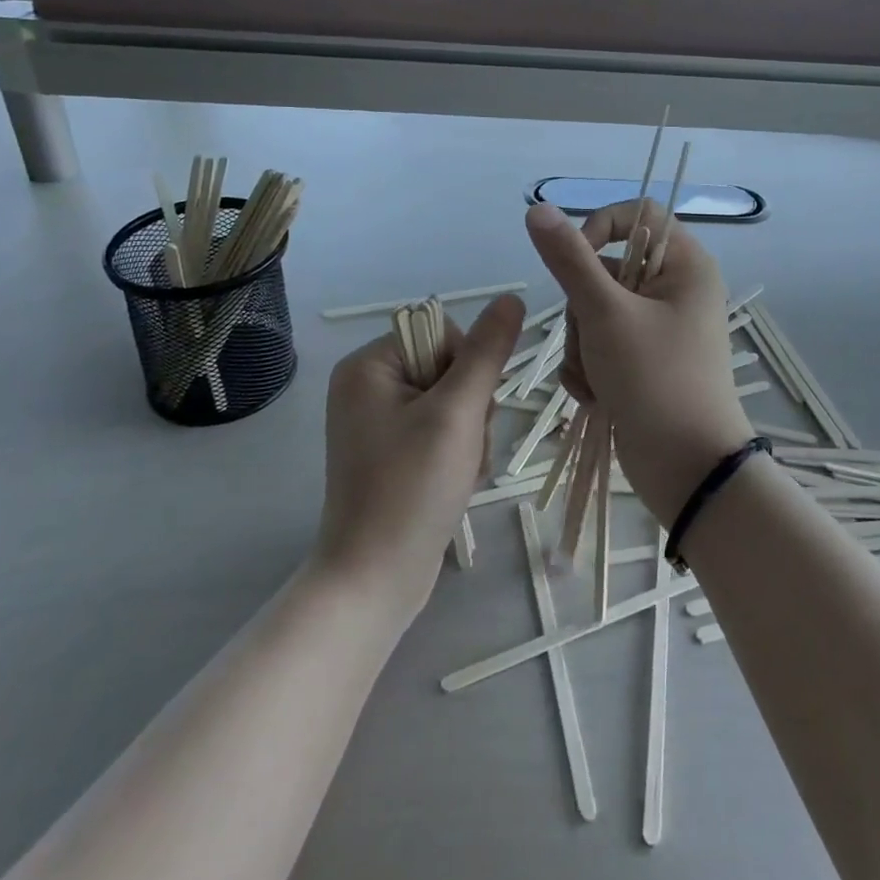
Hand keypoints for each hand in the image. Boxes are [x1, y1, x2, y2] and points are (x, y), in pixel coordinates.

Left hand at [314, 294, 523, 619]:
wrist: (376, 581)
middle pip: (450, 369)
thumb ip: (487, 353)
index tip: (465, 413)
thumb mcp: (457, 413)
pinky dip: (459, 453)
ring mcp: (378, 422)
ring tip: (461, 471)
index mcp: (369, 365)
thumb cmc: (412, 489)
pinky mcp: (392, 452)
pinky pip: (441, 431)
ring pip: (454, 403)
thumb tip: (511, 298)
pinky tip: (457, 482)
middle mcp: (367, 386)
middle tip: (463, 449)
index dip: (469, 370)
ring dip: (472, 434)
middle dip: (472, 409)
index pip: (444, 335)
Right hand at [525, 202, 751, 522]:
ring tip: (596, 378)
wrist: (687, 470)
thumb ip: (569, 259)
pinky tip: (595, 394)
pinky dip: (589, 367)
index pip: (638, 215)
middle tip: (594, 340)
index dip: (600, 229)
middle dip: (584, 310)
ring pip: (594, 311)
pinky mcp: (641, 361)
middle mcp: (674, 290)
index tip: (575, 262)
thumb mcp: (605, 314)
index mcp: (684, 265)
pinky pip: (599, 344)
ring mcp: (657, 328)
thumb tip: (537, 208)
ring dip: (582, 345)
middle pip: (606, 269)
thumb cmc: (655, 380)